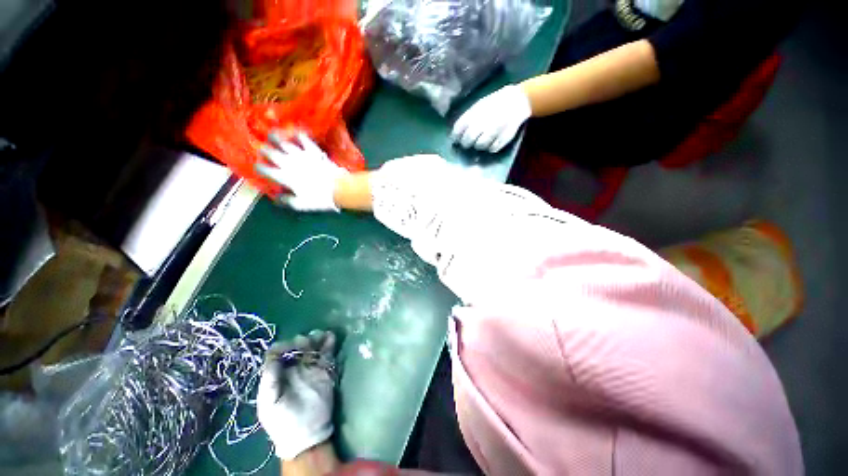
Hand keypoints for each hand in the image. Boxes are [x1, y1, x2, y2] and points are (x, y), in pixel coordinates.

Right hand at [256, 132, 348, 211]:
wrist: (338, 188)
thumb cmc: (319, 198)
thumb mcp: (300, 204)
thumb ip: (286, 200)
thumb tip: (276, 198)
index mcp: (285, 177)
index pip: (266, 170)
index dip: (260, 167)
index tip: (258, 166)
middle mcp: (289, 163)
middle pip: (272, 153)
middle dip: (264, 150)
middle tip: (261, 147)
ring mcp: (302, 155)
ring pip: (285, 143)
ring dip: (276, 138)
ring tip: (272, 134)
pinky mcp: (313, 150)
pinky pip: (303, 139)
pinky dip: (298, 134)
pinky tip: (296, 131)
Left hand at [257, 330, 336, 460]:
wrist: (306, 434)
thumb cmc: (282, 420)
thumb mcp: (269, 403)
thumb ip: (269, 380)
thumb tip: (273, 355)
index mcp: (278, 374)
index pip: (279, 353)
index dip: (283, 346)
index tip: (289, 347)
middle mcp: (294, 368)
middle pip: (298, 347)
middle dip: (302, 341)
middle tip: (307, 342)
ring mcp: (311, 368)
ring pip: (314, 348)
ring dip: (317, 339)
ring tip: (321, 335)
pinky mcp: (326, 371)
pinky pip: (328, 354)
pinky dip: (330, 344)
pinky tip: (330, 336)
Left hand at [450, 85, 531, 152]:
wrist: (517, 100)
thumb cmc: (493, 104)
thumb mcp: (478, 107)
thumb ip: (466, 120)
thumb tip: (454, 136)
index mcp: (475, 113)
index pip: (459, 129)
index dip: (455, 137)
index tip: (455, 141)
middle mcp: (483, 122)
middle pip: (468, 140)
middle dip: (466, 144)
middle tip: (467, 143)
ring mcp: (494, 130)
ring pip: (480, 146)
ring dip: (478, 146)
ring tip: (481, 141)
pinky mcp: (503, 138)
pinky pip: (492, 149)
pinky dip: (491, 147)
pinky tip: (492, 142)